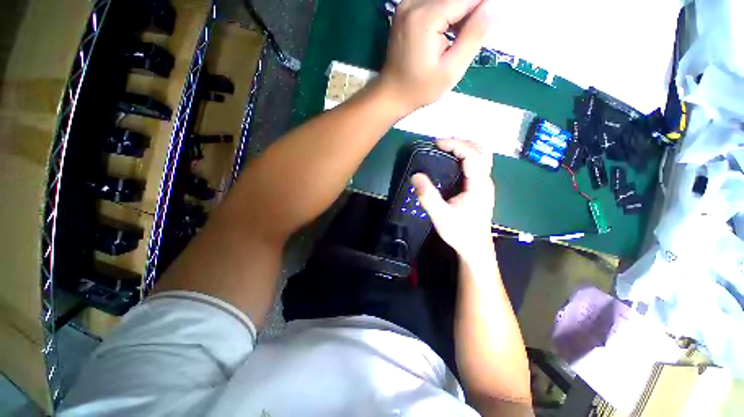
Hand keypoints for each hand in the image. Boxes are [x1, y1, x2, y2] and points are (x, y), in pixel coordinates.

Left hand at [379, 0, 493, 112]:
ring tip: (460, 37)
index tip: (495, 16)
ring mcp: (407, 3)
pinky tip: (450, 30)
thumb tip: (495, 5)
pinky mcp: (406, 8)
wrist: (391, 94)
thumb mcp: (451, 71)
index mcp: (425, 17)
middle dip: (473, 8)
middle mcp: (414, 2)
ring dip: (461, 10)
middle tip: (475, 32)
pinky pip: (435, 1)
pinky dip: (449, 10)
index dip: (485, 5)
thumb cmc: (419, 89)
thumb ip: (474, 36)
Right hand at [412, 139, 494, 258]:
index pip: (472, 154)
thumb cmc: (460, 232)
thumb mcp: (440, 216)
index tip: (436, 144)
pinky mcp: (481, 189)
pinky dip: (465, 157)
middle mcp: (485, 181)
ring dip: (465, 148)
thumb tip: (416, 175)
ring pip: (481, 157)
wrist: (475, 248)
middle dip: (461, 142)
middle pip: (481, 151)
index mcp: (479, 184)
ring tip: (446, 150)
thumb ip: (428, 196)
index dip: (455, 144)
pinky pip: (477, 165)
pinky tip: (453, 164)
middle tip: (441, 145)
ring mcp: (485, 185)